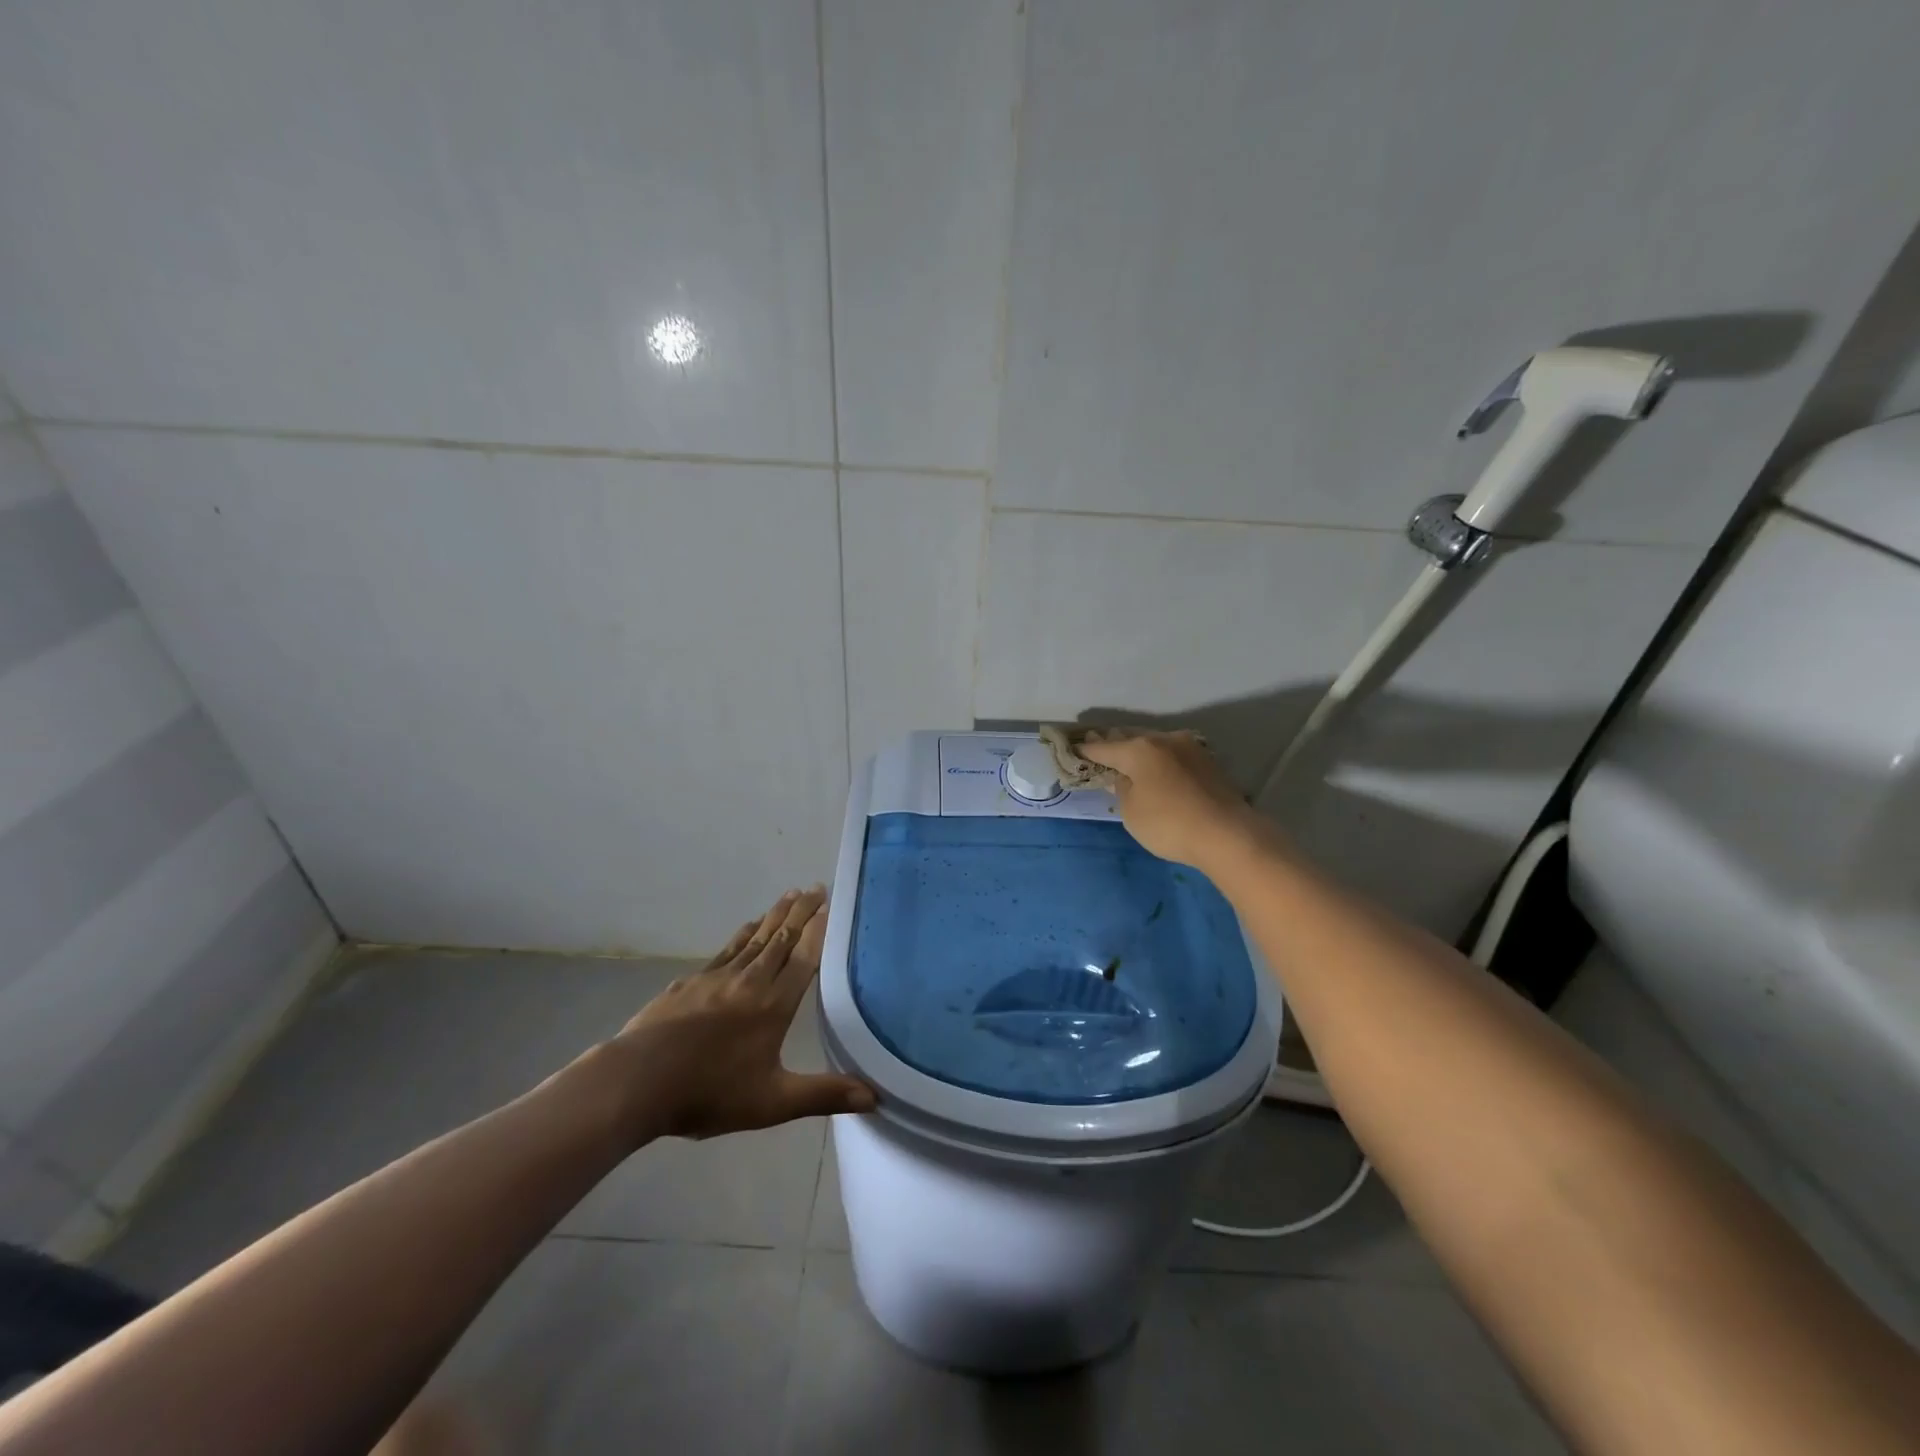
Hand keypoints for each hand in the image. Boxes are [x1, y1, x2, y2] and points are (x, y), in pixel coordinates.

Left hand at [606, 887, 875, 1140]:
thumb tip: (875, 1096)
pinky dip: (743, 934)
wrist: (638, 1081)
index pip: (804, 957)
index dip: (819, 930)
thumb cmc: (710, 1092)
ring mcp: (717, 977)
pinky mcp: (690, 982)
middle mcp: (750, 980)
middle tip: (815, 887)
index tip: (830, 904)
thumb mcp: (773, 1102)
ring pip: (754, 938)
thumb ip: (824, 1094)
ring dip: (774, 916)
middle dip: (800, 911)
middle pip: (781, 938)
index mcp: (774, 1004)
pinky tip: (746, 929)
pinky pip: (726, 949)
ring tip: (788, 896)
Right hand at [1079, 730, 1269, 871]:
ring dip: (1139, 749)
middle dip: (1113, 743)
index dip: (1085, 750)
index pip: (1103, 748)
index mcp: (1138, 749)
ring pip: (1154, 743)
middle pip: (1130, 738)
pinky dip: (1159, 759)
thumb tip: (1124, 777)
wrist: (1228, 834)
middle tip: (1097, 746)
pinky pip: (1173, 755)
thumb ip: (1122, 789)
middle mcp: (1164, 740)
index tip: (1072, 749)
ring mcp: (1190, 748)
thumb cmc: (1169, 824)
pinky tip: (1156, 769)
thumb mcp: (1131, 812)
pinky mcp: (1208, 762)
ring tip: (1127, 757)